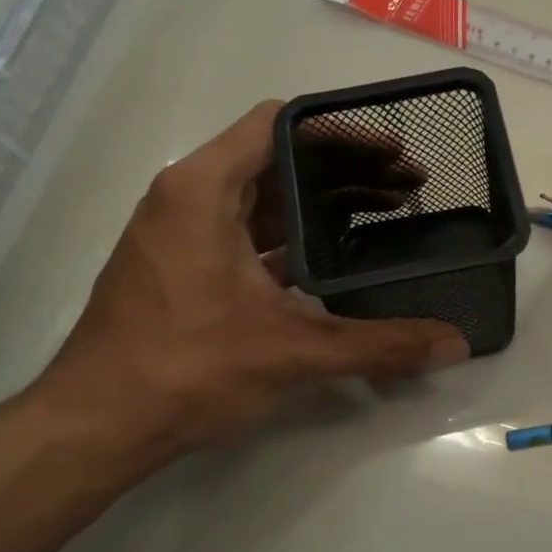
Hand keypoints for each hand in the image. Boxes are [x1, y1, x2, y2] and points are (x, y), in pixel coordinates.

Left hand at [34, 102, 469, 482]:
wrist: (97, 426)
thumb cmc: (187, 368)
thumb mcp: (293, 351)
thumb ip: (380, 344)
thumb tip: (455, 344)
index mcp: (204, 189)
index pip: (280, 125)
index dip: (342, 132)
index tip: (394, 152)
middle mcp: (188, 198)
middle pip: (277, 160)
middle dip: (345, 171)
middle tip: (408, 189)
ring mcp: (182, 235)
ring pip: (263, 200)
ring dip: (321, 206)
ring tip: (385, 218)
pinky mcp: (183, 269)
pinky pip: (248, 234)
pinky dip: (293, 239)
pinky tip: (336, 264)